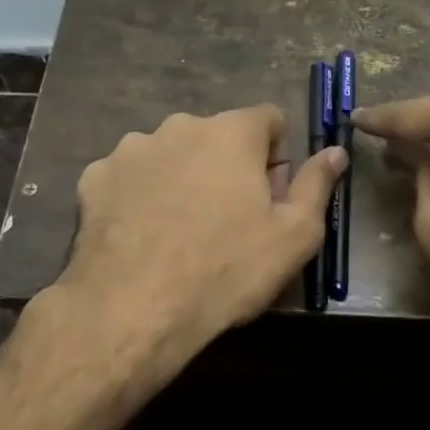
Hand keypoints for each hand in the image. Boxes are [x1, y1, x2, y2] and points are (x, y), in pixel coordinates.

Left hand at [54, 105, 346, 377]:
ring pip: (171, 154)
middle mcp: (179, 126)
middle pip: (217, 136)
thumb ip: (316, 184)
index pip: (268, 119)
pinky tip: (142, 234)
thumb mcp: (294, 236)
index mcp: (230, 132)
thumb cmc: (225, 271)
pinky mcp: (95, 176)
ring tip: (179, 231)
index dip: (276, 157)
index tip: (270, 198)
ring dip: (183, 178)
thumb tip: (335, 151)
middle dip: (228, 167)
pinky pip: (130, 176)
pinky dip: (140, 195)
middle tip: (227, 221)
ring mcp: (131, 149)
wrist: (132, 310)